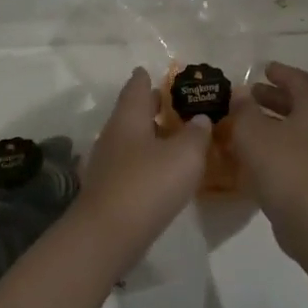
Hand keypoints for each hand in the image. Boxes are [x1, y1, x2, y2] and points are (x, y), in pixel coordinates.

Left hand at [74, 68, 212, 255]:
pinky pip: (132, 163)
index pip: (137, 86)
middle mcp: (114, 133)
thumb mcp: (185, 156)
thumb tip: (200, 119)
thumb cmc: (148, 184)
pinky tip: (164, 171)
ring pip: (132, 138)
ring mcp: (108, 162)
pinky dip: (148, 160)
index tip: (159, 73)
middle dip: (154, 107)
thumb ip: (196, 134)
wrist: (107, 234)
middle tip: (179, 105)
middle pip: (133, 112)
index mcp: (129, 116)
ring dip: (153, 136)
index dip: (148, 77)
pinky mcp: (109, 188)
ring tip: (178, 138)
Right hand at [231, 62, 307, 233]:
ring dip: (273, 123)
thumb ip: (244, 109)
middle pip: (300, 104)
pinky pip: (296, 152)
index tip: (264, 68)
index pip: (299, 80)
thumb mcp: (252, 131)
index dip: (280, 73)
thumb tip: (242, 94)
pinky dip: (276, 145)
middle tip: (251, 95)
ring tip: (246, 124)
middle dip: (274, 98)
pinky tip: (254, 154)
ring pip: (297, 130)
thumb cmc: (283, 166)